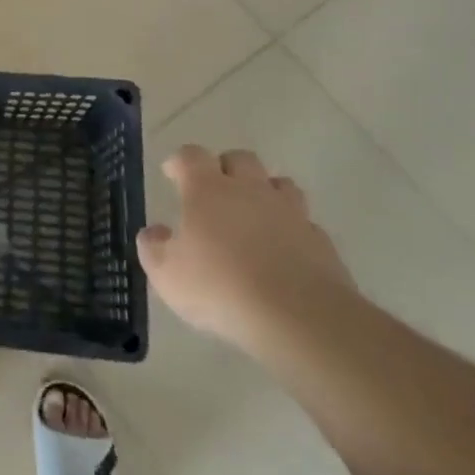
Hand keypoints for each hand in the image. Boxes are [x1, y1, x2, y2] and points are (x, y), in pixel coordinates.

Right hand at [137, 146, 353, 346]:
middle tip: (213, 191)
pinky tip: (282, 251)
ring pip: (279, 184)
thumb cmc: (220, 288)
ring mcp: (290, 213)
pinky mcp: (321, 241)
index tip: (171, 173)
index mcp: (208, 190)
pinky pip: (303, 223)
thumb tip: (153, 233)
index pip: (192, 156)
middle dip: (225, 167)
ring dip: (264, 192)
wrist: (299, 318)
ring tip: (252, 215)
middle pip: (240, 159)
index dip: (180, 161)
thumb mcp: (167, 275)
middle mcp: (250, 190)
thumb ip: (153, 248)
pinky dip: (290, 229)